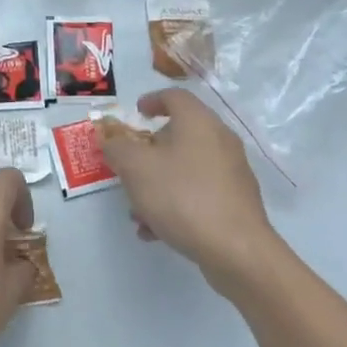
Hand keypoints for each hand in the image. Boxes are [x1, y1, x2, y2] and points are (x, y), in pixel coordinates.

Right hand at [98, 88, 279, 292]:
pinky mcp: (236, 202)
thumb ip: (117, 148)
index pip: (174, 96)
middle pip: (179, 134)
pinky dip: (175, 203)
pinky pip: (198, 193)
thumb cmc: (182, 197)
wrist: (236, 250)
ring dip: (158, 182)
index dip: (151, 100)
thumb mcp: (136, 168)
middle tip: (128, 166)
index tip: (136, 113)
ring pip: (186, 168)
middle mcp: (220, 140)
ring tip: (137, 210)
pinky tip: (156, 230)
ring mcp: (231, 172)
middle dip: (148, 152)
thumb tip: (110, 138)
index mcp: (198, 122)